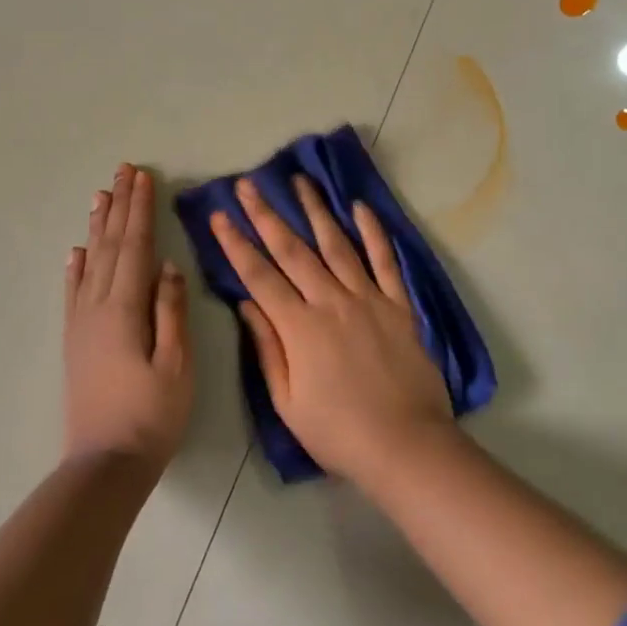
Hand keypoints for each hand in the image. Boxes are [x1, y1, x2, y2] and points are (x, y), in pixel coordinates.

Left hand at [63, 165, 193, 475]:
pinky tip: (76, 252)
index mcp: (125, 309)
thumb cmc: (151, 414)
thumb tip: (166, 265)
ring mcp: (81, 323)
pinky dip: (75, 267)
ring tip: (100, 195)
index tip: (143, 177)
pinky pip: (73, 292)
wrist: (105, 463)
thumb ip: (170, 311)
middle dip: (119, 206)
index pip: (135, 246)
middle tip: (123, 171)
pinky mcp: (75, 340)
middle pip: (110, 245)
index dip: (140, 210)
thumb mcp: (176, 364)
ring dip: (97, 226)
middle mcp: (97, 307)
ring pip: (90, 262)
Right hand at [210, 175, 453, 485]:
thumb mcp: (288, 403)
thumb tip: (247, 304)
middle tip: (248, 184)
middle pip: (292, 250)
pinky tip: (360, 207)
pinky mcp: (399, 305)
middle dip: (267, 214)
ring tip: (300, 180)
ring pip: (337, 244)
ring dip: (316, 210)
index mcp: (300, 327)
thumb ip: (268, 349)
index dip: (236, 244)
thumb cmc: (339, 433)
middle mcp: (331, 301)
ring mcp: (368, 299)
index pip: (260, 276)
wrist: (406, 445)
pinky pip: (386, 261)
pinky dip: (373, 232)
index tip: (220, 215)